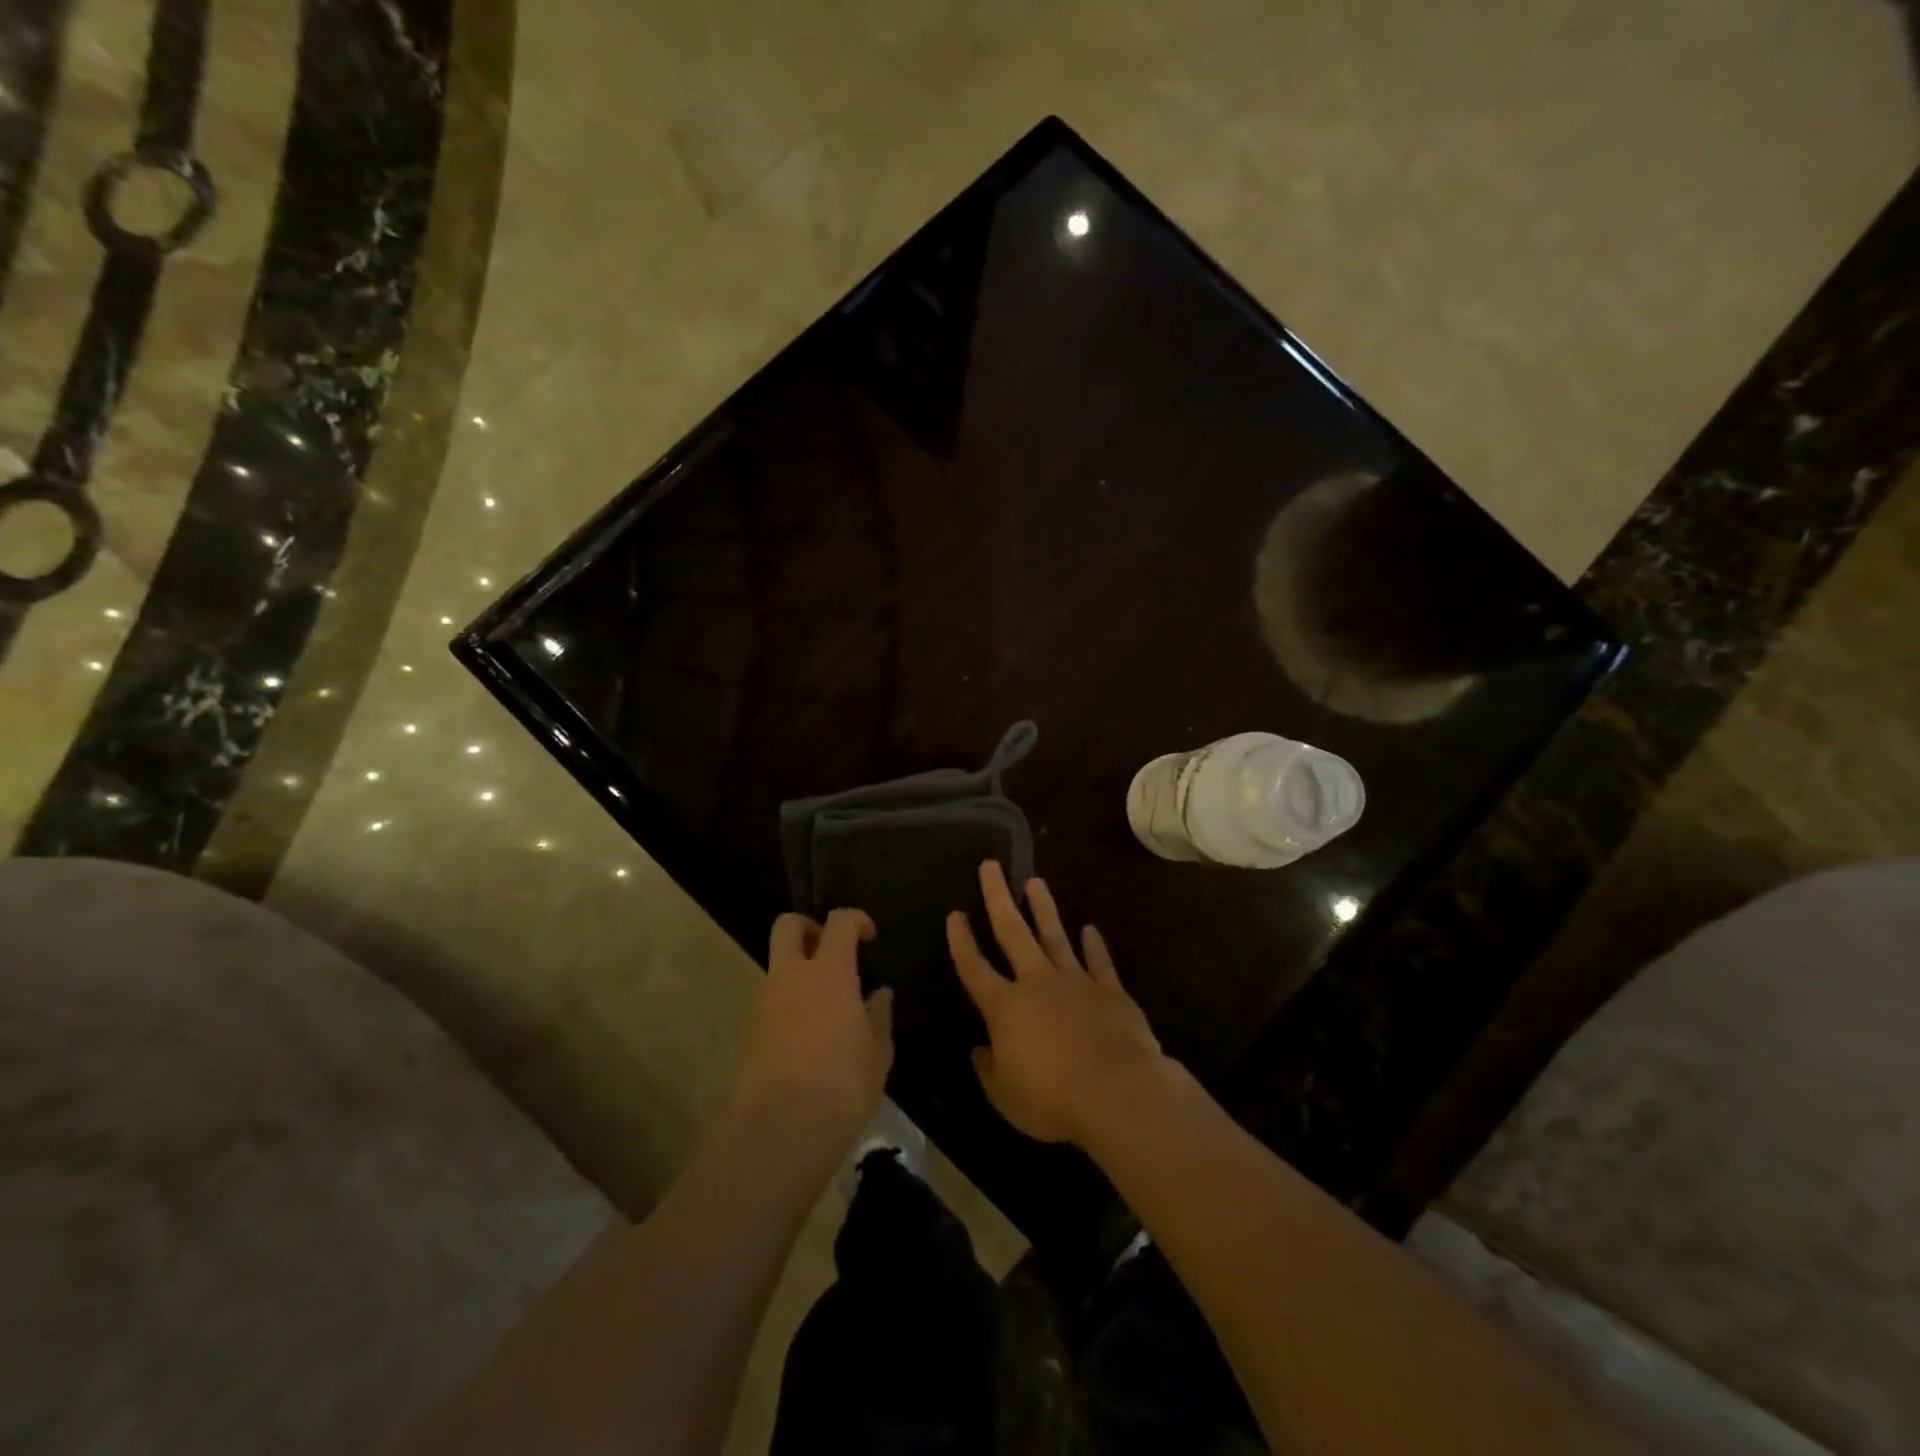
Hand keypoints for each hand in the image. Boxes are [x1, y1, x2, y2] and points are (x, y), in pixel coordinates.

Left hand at [738, 909, 893, 1148]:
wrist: (783, 1129)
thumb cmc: (843, 1084)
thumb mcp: (878, 1051)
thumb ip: (879, 1015)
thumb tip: (879, 995)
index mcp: (829, 971)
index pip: (839, 921)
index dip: (856, 920)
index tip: (869, 937)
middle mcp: (791, 975)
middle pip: (788, 925)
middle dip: (808, 927)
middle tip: (829, 951)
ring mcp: (763, 1001)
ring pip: (777, 966)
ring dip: (797, 972)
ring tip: (822, 1008)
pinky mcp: (747, 1030)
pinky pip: (769, 1001)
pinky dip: (786, 1005)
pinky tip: (804, 1039)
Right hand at [947, 861, 1169, 1147]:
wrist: (1117, 1091)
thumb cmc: (1052, 1098)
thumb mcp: (1005, 1096)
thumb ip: (989, 1069)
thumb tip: (978, 1050)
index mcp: (1005, 1007)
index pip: (974, 968)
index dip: (961, 941)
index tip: (954, 914)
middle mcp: (1036, 983)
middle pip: (1012, 932)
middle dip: (998, 897)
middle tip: (991, 865)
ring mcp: (1075, 982)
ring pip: (1055, 936)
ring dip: (1044, 908)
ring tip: (1035, 882)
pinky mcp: (1109, 990)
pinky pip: (1098, 961)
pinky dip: (1094, 945)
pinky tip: (1090, 929)